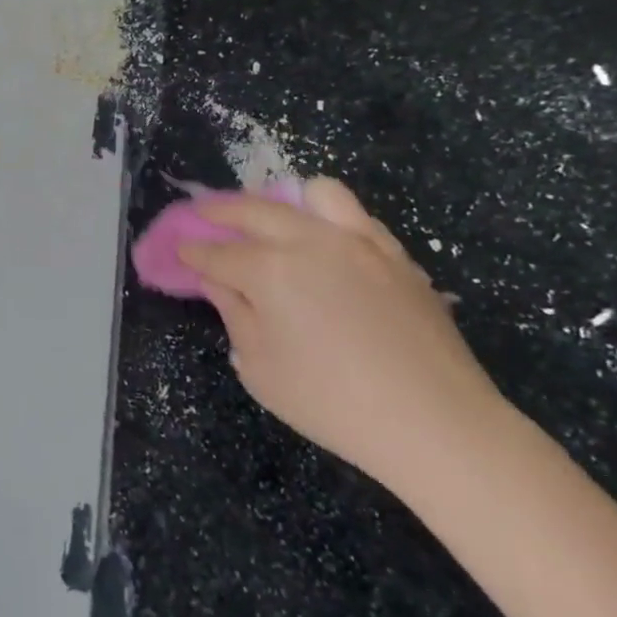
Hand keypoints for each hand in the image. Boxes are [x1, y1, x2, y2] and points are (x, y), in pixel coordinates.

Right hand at [178, 178, 506, 496]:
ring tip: (273, 218)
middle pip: (255, 209)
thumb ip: (235, 315)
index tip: (179, 250)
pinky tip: (324, 243)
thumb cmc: (333, 403)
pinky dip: (330, 218)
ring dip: (284, 200)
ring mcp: (359, 242)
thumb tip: (219, 282)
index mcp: (270, 270)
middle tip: (204, 217)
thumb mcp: (261, 368)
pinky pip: (357, 216)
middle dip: (221, 210)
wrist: (436, 423)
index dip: (193, 251)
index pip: (217, 252)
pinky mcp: (395, 255)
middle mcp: (310, 241)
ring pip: (315, 193)